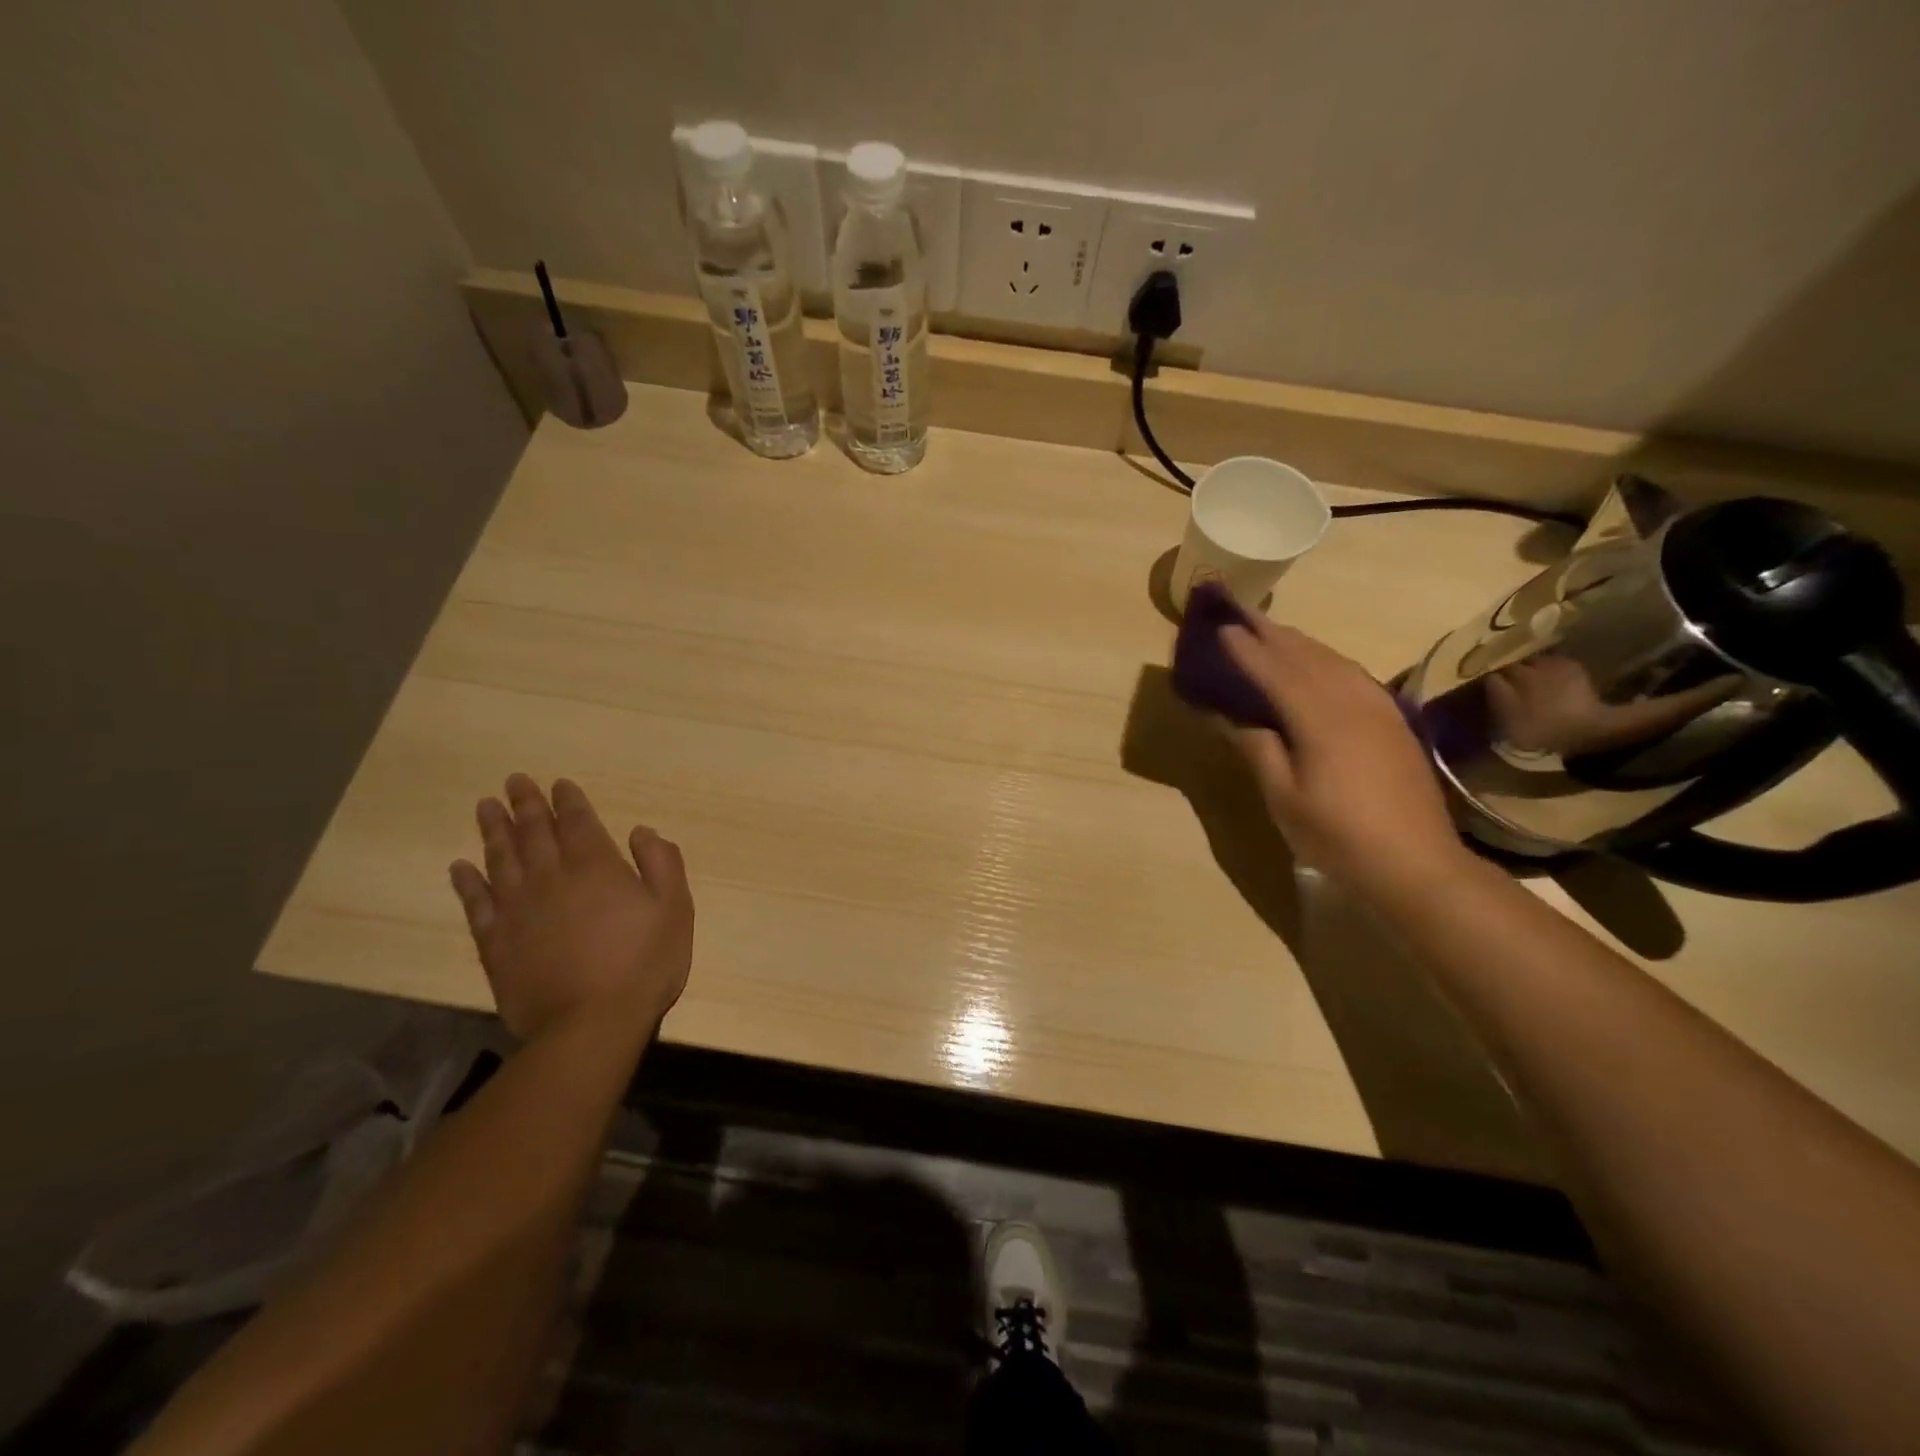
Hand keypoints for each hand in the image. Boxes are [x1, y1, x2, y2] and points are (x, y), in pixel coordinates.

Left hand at [448, 775, 692, 1044]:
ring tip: (485, 807)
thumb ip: (661, 863)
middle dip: (525, 804)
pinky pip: (476, 904)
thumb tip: (641, 831)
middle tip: (513, 781)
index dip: (568, 801)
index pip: (578, 822)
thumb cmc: (643, 963)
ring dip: (493, 830)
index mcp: (596, 866)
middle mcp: (551, 878)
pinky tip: (460, 867)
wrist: (589, 1024)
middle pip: (534, 833)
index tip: (559, 783)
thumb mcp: (675, 908)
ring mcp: (518, 910)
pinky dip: (467, 883)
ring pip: (501, 859)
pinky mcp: (496, 943)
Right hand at [1221, 617, 1469, 902]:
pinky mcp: (1394, 722)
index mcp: (1320, 720)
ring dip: (1300, 643)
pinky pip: (1354, 675)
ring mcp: (1379, 709)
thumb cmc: (1339, 836)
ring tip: (1273, 632)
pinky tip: (1320, 664)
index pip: (1275, 673)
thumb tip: (1232, 717)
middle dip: (1273, 634)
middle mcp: (1352, 702)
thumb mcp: (1285, 800)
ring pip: (1334, 661)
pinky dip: (1328, 660)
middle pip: (1307, 657)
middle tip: (1243, 613)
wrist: (1417, 864)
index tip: (1221, 627)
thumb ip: (1259, 750)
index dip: (1246, 650)